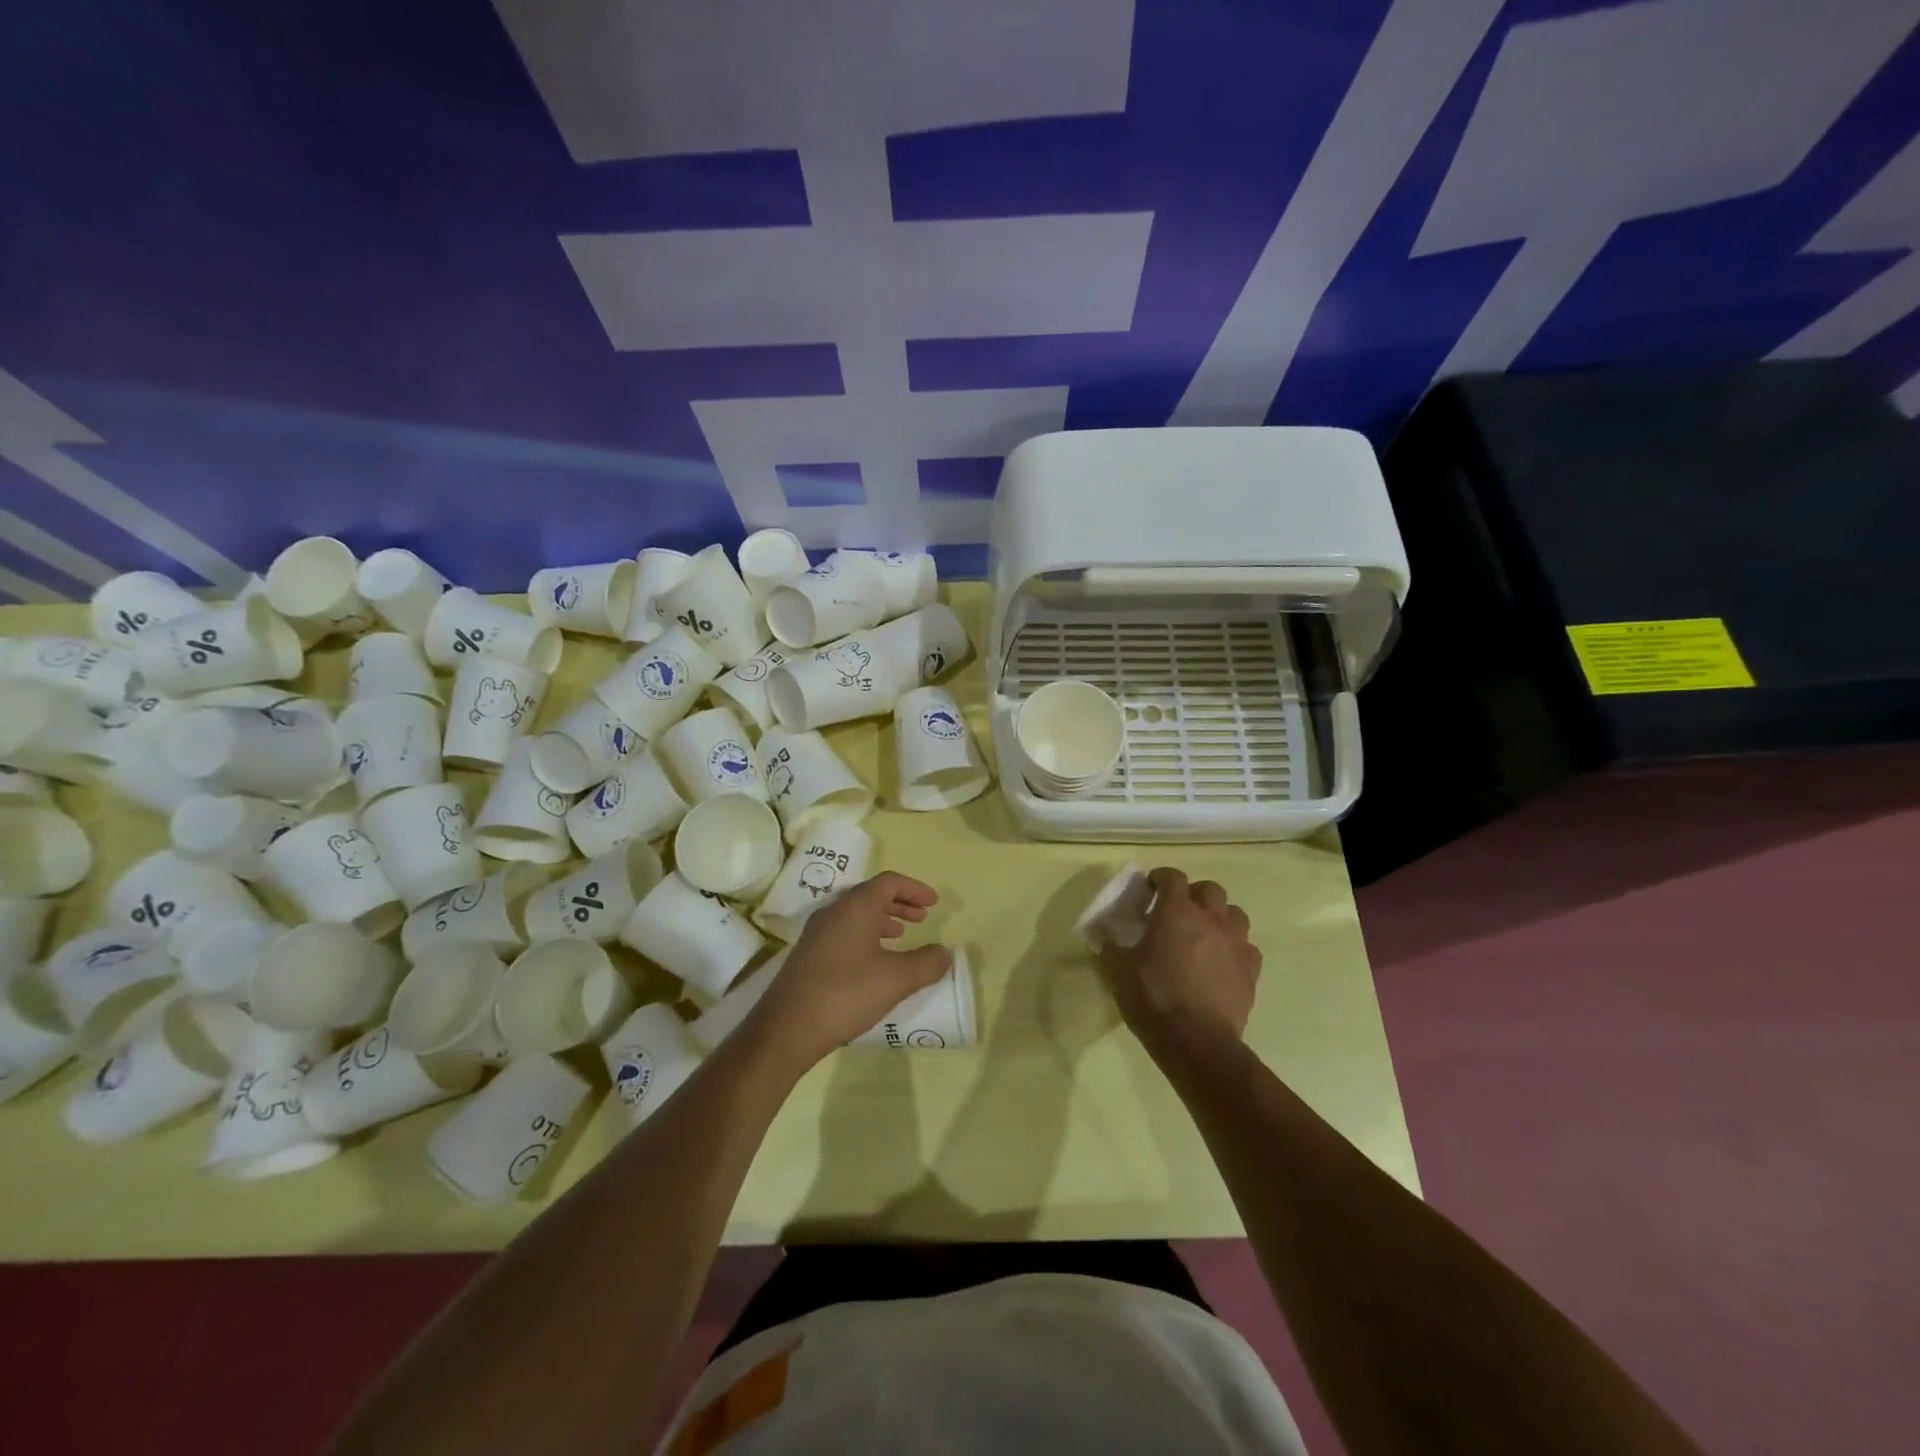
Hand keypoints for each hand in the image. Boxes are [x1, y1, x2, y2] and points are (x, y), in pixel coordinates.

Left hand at [749, 871, 951, 1069]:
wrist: (787, 1028)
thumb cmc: (846, 993)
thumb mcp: (896, 979)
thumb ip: (926, 963)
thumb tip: (945, 953)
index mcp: (855, 906)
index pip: (889, 882)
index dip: (915, 889)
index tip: (935, 903)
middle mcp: (834, 911)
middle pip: (871, 895)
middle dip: (900, 903)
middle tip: (922, 917)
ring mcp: (817, 933)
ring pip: (856, 914)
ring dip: (882, 919)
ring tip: (901, 936)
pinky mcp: (808, 954)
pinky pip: (844, 931)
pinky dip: (866, 935)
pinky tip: (874, 961)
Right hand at [1100, 868, 1260, 1056]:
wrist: (1195, 1040)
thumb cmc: (1152, 996)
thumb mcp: (1118, 970)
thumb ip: (1112, 946)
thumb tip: (1106, 935)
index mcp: (1176, 911)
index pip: (1173, 877)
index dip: (1161, 877)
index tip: (1151, 887)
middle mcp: (1211, 919)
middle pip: (1209, 889)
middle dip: (1194, 893)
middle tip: (1179, 909)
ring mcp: (1235, 943)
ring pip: (1235, 914)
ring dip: (1219, 917)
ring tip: (1205, 932)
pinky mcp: (1251, 971)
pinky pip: (1247, 948)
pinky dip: (1235, 948)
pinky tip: (1223, 961)